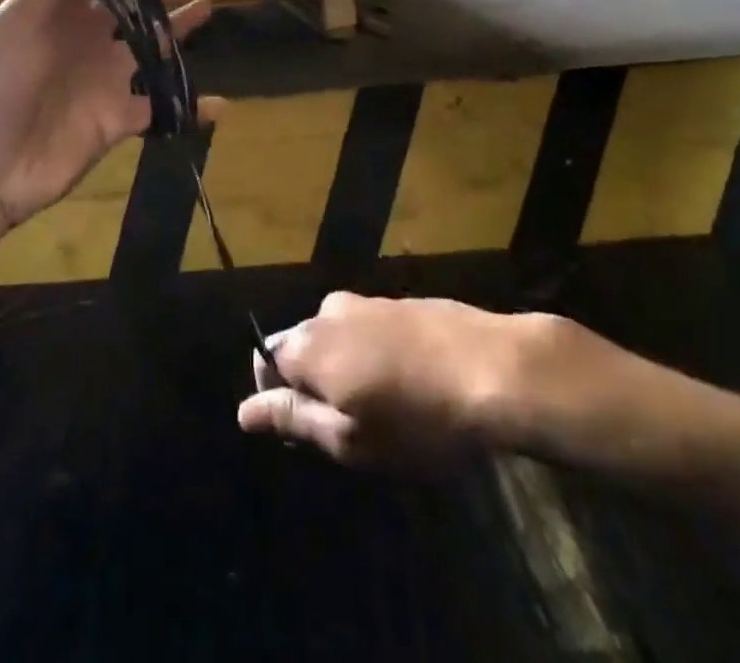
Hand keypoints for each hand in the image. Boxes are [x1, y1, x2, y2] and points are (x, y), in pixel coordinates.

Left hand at [0, 0, 212, 230]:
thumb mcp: (14, 24)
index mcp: (58, 12)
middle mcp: (86, 39)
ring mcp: (105, 78)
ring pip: (152, 46)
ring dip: (179, 27)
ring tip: (208, 4)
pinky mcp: (119, 118)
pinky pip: (161, 109)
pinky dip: (190, 107)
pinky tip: (221, 102)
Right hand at [237, 293, 644, 469]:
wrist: (496, 368)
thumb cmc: (419, 419)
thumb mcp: (351, 439)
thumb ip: (293, 419)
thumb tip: (243, 412)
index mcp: (309, 344)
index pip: (264, 360)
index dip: (275, 397)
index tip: (310, 431)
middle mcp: (329, 311)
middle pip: (300, 345)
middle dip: (314, 383)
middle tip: (353, 426)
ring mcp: (368, 301)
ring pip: (337, 336)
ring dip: (347, 369)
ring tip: (386, 408)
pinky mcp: (401, 300)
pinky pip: (369, 328)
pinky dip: (374, 354)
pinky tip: (410, 382)